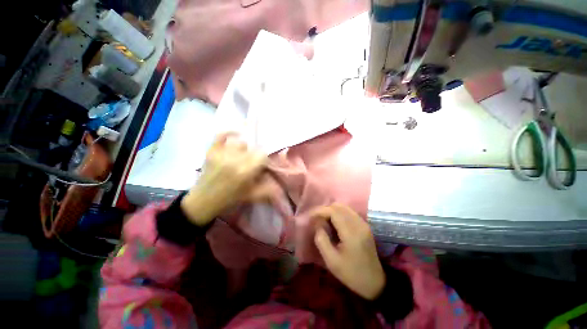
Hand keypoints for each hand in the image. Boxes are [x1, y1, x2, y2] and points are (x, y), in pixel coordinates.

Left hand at [181, 133, 267, 225]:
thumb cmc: (230, 199)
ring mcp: (221, 153)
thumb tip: (281, 185)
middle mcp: (234, 159)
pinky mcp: (211, 151)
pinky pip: (221, 135)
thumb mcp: (252, 196)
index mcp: (245, 172)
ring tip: (242, 157)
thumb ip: (268, 190)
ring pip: (240, 143)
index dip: (265, 159)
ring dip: (245, 149)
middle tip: (252, 164)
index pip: (262, 155)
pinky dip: (230, 133)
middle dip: (255, 156)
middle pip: (252, 149)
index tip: (263, 166)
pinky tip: (236, 135)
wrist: (203, 201)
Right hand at [312, 204, 384, 299]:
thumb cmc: (351, 273)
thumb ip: (321, 239)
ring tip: (324, 220)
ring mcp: (363, 223)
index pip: (333, 211)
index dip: (320, 211)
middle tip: (317, 219)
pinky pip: (349, 212)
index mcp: (351, 233)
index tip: (311, 217)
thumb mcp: (331, 261)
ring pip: (344, 207)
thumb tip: (318, 223)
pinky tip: (334, 223)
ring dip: (332, 210)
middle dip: (325, 209)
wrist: (375, 282)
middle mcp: (359, 224)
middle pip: (339, 206)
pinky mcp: (364, 225)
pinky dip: (339, 213)